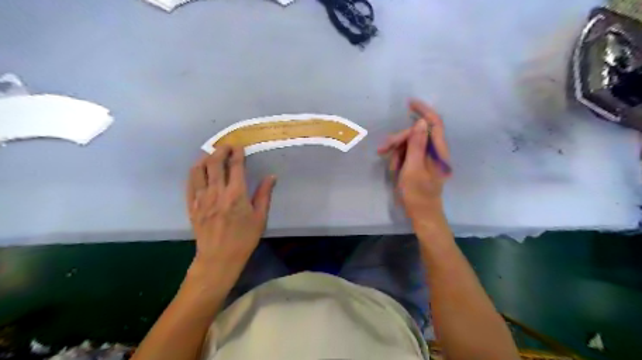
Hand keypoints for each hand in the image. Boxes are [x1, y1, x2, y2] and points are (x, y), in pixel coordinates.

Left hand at [187, 146, 275, 274]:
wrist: (219, 258)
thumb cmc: (244, 239)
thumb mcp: (260, 218)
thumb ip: (264, 194)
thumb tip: (271, 177)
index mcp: (236, 194)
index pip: (235, 166)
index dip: (237, 153)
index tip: (239, 147)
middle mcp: (217, 192)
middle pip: (214, 163)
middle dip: (220, 150)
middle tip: (226, 146)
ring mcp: (201, 199)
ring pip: (198, 170)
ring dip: (205, 158)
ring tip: (211, 155)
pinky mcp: (192, 206)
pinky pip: (190, 184)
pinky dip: (194, 173)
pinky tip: (199, 171)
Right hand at [377, 100, 449, 225]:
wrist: (422, 215)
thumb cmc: (417, 195)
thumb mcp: (413, 169)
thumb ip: (417, 145)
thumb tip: (421, 122)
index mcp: (439, 152)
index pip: (435, 123)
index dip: (424, 111)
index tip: (409, 103)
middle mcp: (436, 152)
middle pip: (417, 135)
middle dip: (399, 140)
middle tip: (382, 149)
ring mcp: (428, 159)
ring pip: (410, 144)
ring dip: (398, 151)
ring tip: (392, 167)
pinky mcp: (421, 165)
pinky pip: (409, 154)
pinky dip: (400, 159)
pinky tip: (395, 169)